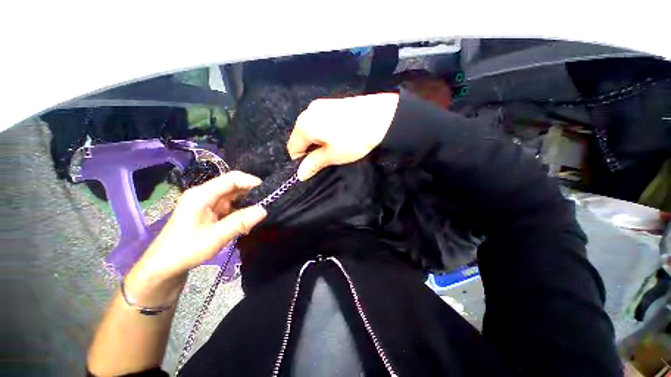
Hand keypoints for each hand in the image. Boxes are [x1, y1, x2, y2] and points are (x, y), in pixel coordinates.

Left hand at [124, 171, 266, 304]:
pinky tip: (248, 220)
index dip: (250, 181)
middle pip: (233, 185)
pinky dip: (241, 210)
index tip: (267, 190)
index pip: (231, 179)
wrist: (164, 266)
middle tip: (267, 202)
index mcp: (201, 195)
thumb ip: (240, 222)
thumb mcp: (215, 237)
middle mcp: (205, 194)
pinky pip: (231, 205)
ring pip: (234, 196)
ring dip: (247, 202)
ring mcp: (208, 202)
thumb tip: (264, 210)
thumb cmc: (186, 250)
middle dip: (251, 192)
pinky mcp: (211, 211)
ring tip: (260, 211)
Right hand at [287, 93, 399, 180]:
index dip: (302, 160)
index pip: (293, 147)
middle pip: (301, 136)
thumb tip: (300, 175)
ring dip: (318, 140)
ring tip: (335, 146)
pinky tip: (339, 134)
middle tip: (327, 156)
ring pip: (311, 128)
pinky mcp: (332, 102)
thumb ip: (313, 164)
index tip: (316, 165)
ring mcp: (320, 104)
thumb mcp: (333, 155)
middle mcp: (308, 111)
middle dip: (311, 149)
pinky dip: (325, 130)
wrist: (382, 117)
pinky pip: (320, 120)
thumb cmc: (354, 140)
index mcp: (304, 124)